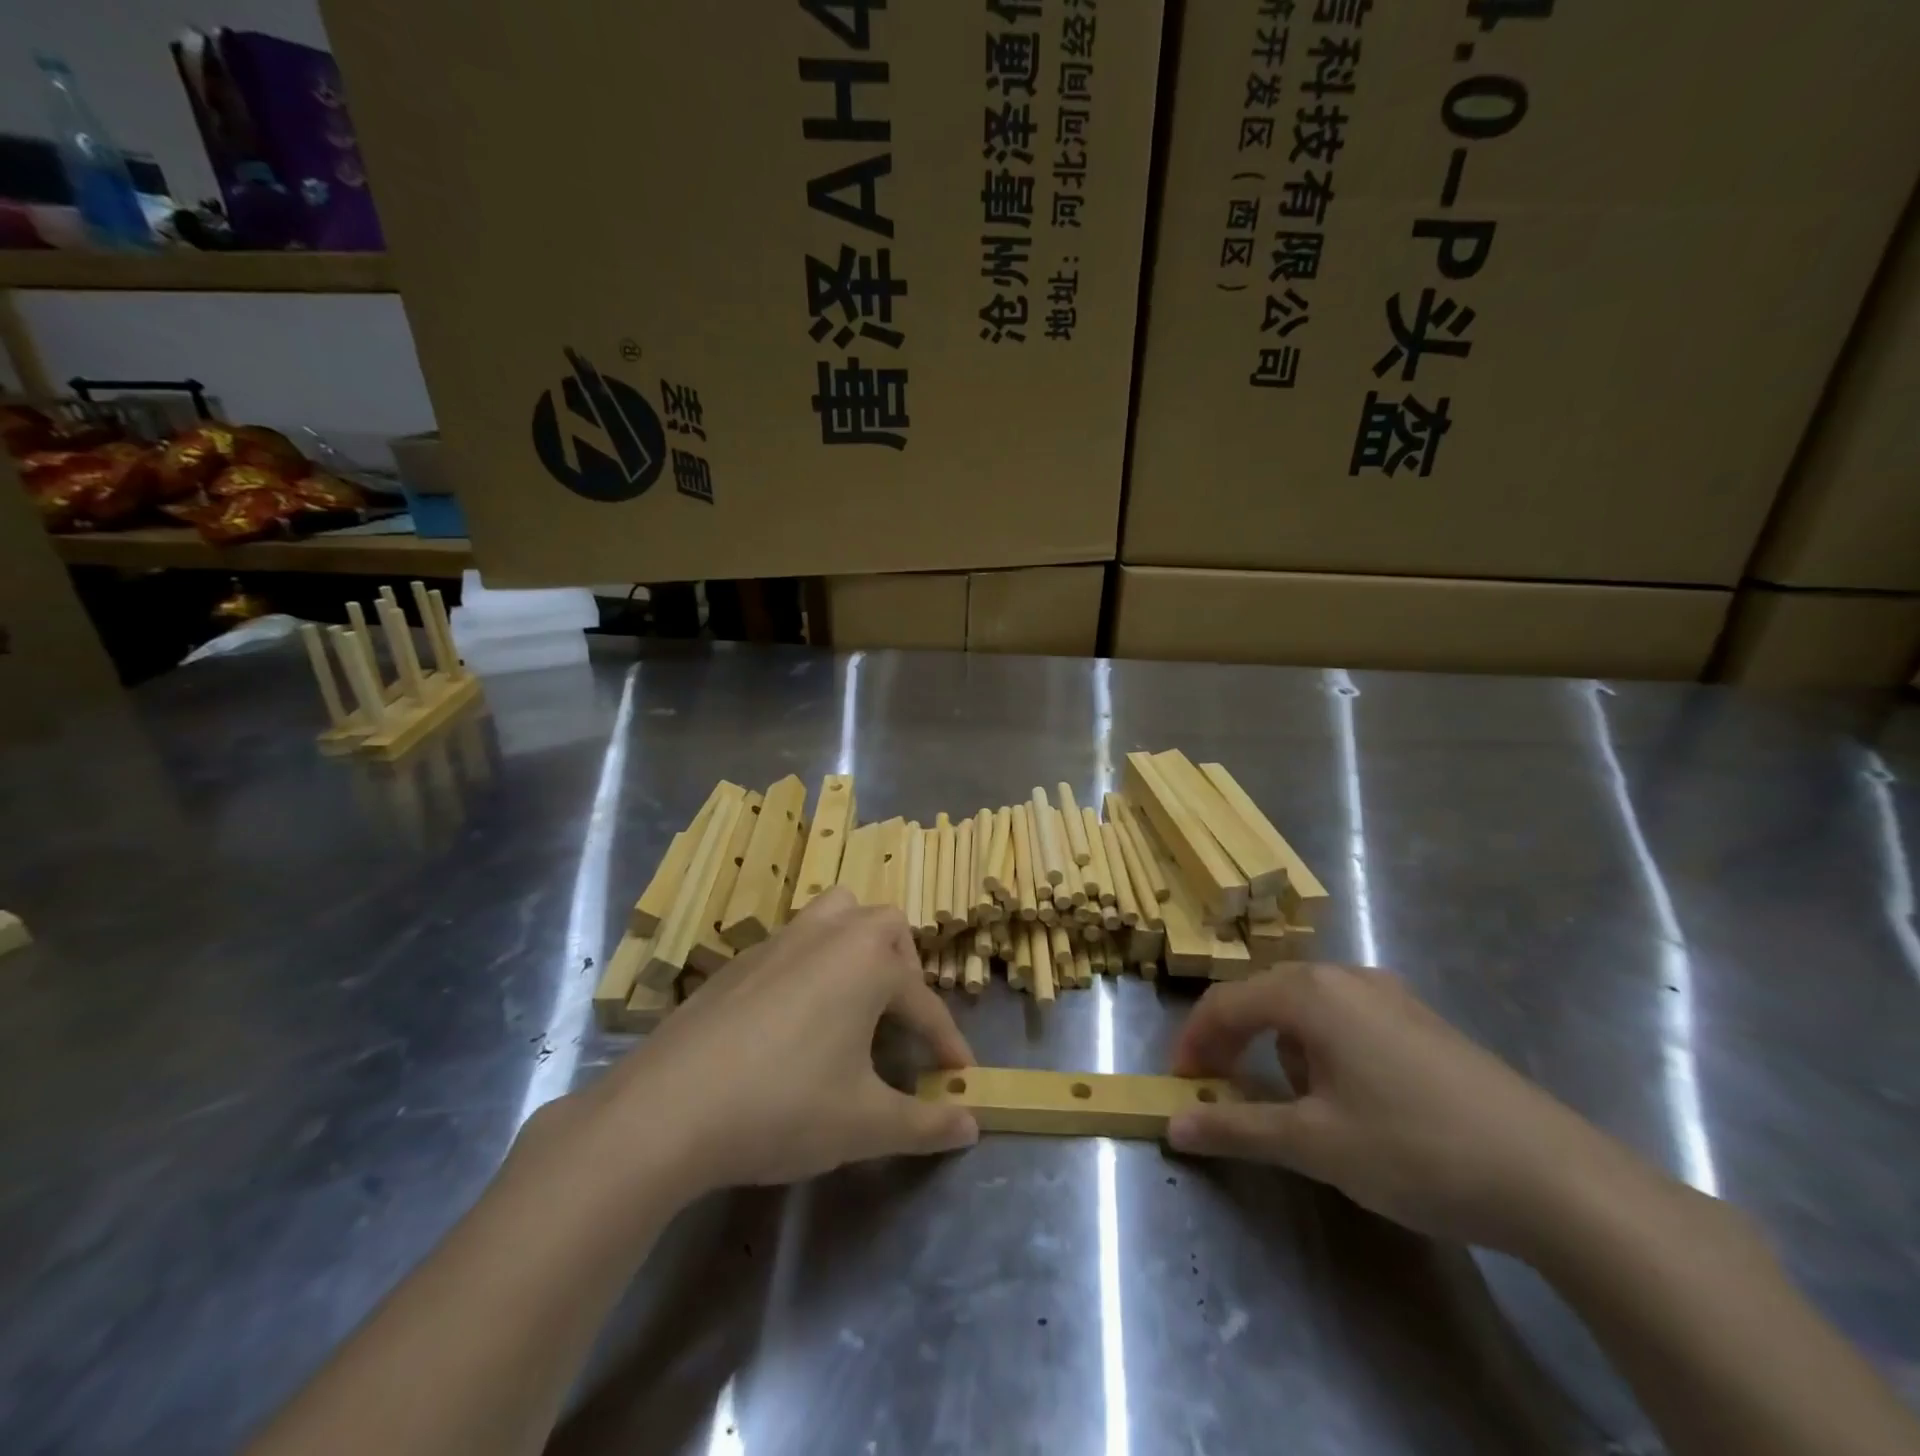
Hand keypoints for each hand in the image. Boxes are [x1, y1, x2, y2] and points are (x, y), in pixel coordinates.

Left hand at [571, 889, 977, 1201]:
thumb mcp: (864, 1124)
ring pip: (836, 915)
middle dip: (905, 967)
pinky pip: (794, 942)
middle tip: (901, 1018)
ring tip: (855, 998)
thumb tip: (972, 1124)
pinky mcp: (740, 959)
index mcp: (868, 961)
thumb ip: (925, 1123)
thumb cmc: (783, 1106)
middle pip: (884, 927)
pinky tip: (796, 1018)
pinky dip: (813, 965)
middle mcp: (829, 934)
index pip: (924, 1002)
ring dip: (857, 946)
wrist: (668, 1108)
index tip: (961, 1074)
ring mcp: (779, 940)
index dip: (947, 1041)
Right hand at [1167, 962, 1639, 1254]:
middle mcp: (1345, 977)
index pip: (1226, 1003)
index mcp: (1309, 992)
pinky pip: (1347, 1018)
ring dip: (1279, 1044)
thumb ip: (1236, 1128)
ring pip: (1307, 1007)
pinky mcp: (1423, 1021)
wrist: (1557, 1179)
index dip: (1194, 1041)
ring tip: (1288, 1099)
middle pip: (1264, 996)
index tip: (1180, 1083)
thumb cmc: (1415, 1148)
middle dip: (1233, 1039)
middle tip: (1218, 1086)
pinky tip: (1349, 1094)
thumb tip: (1174, 1124)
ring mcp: (1390, 995)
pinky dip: (1322, 1046)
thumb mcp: (1314, 1145)